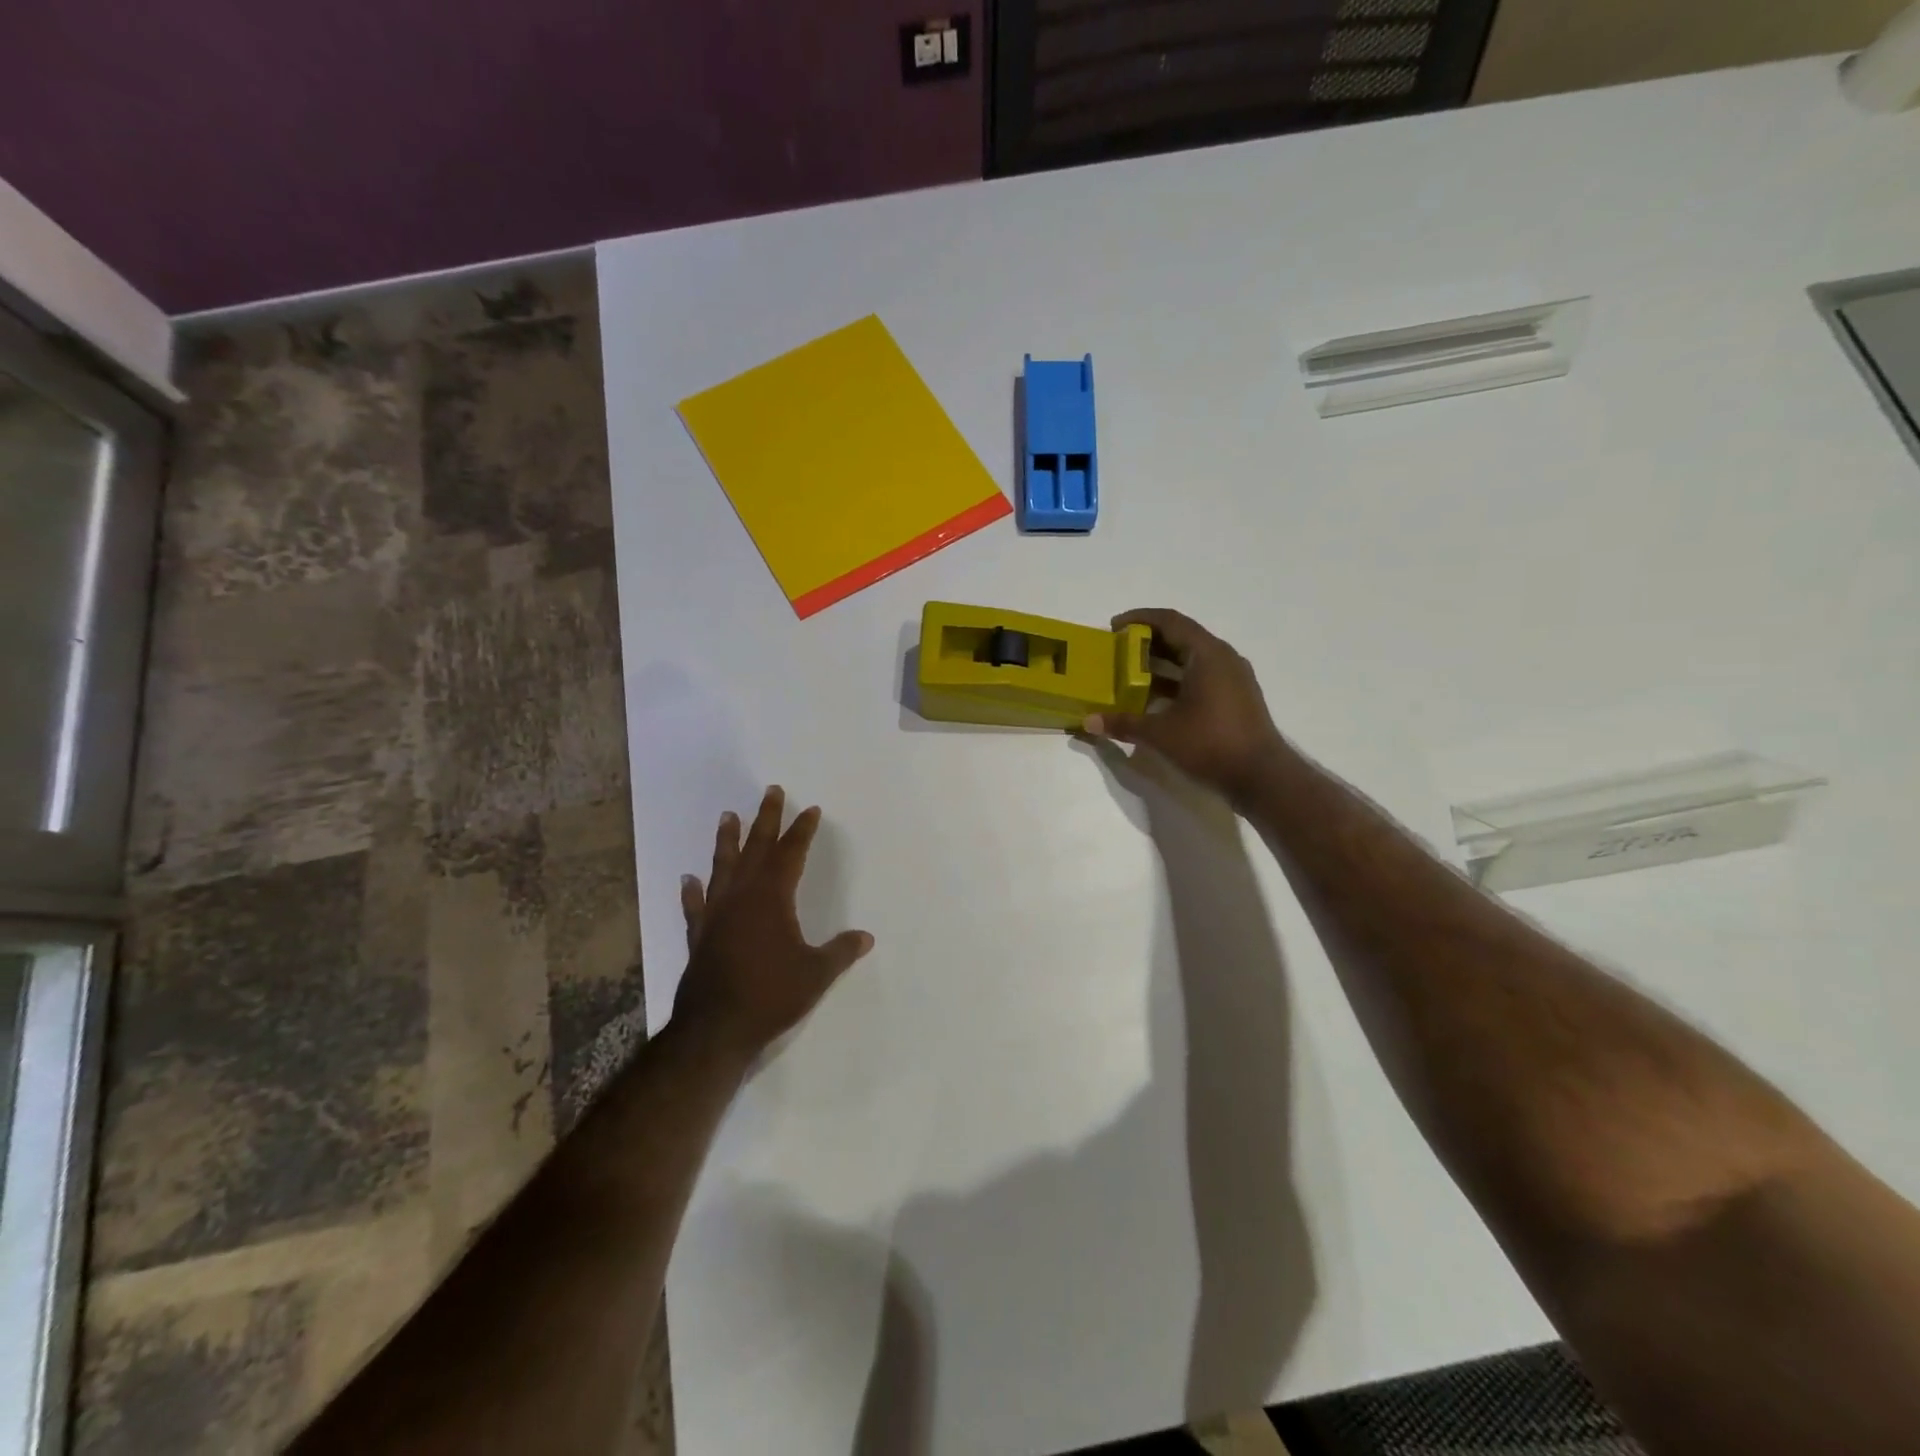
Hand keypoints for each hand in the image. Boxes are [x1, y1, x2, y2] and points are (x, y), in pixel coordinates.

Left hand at [673, 786, 873, 1061]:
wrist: (715, 1029)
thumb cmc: (771, 995)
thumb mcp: (816, 974)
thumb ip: (841, 952)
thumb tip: (866, 937)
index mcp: (772, 898)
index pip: (791, 853)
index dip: (802, 830)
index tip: (811, 810)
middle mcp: (742, 896)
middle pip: (756, 848)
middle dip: (766, 819)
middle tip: (771, 791)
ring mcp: (716, 914)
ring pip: (722, 867)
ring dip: (727, 841)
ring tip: (727, 816)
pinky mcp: (699, 935)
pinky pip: (695, 905)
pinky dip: (692, 891)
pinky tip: (688, 879)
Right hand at [1084, 608, 1283, 803]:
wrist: (1261, 776)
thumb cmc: (1210, 744)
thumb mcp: (1160, 733)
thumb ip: (1124, 723)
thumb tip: (1089, 721)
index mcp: (1206, 654)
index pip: (1170, 621)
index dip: (1139, 619)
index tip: (1113, 628)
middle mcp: (1223, 658)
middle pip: (1181, 637)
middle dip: (1147, 641)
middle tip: (1117, 651)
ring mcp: (1233, 678)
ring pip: (1191, 658)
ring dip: (1161, 662)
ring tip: (1130, 675)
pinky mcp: (1236, 697)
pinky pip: (1201, 676)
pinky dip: (1177, 680)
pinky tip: (1156, 700)